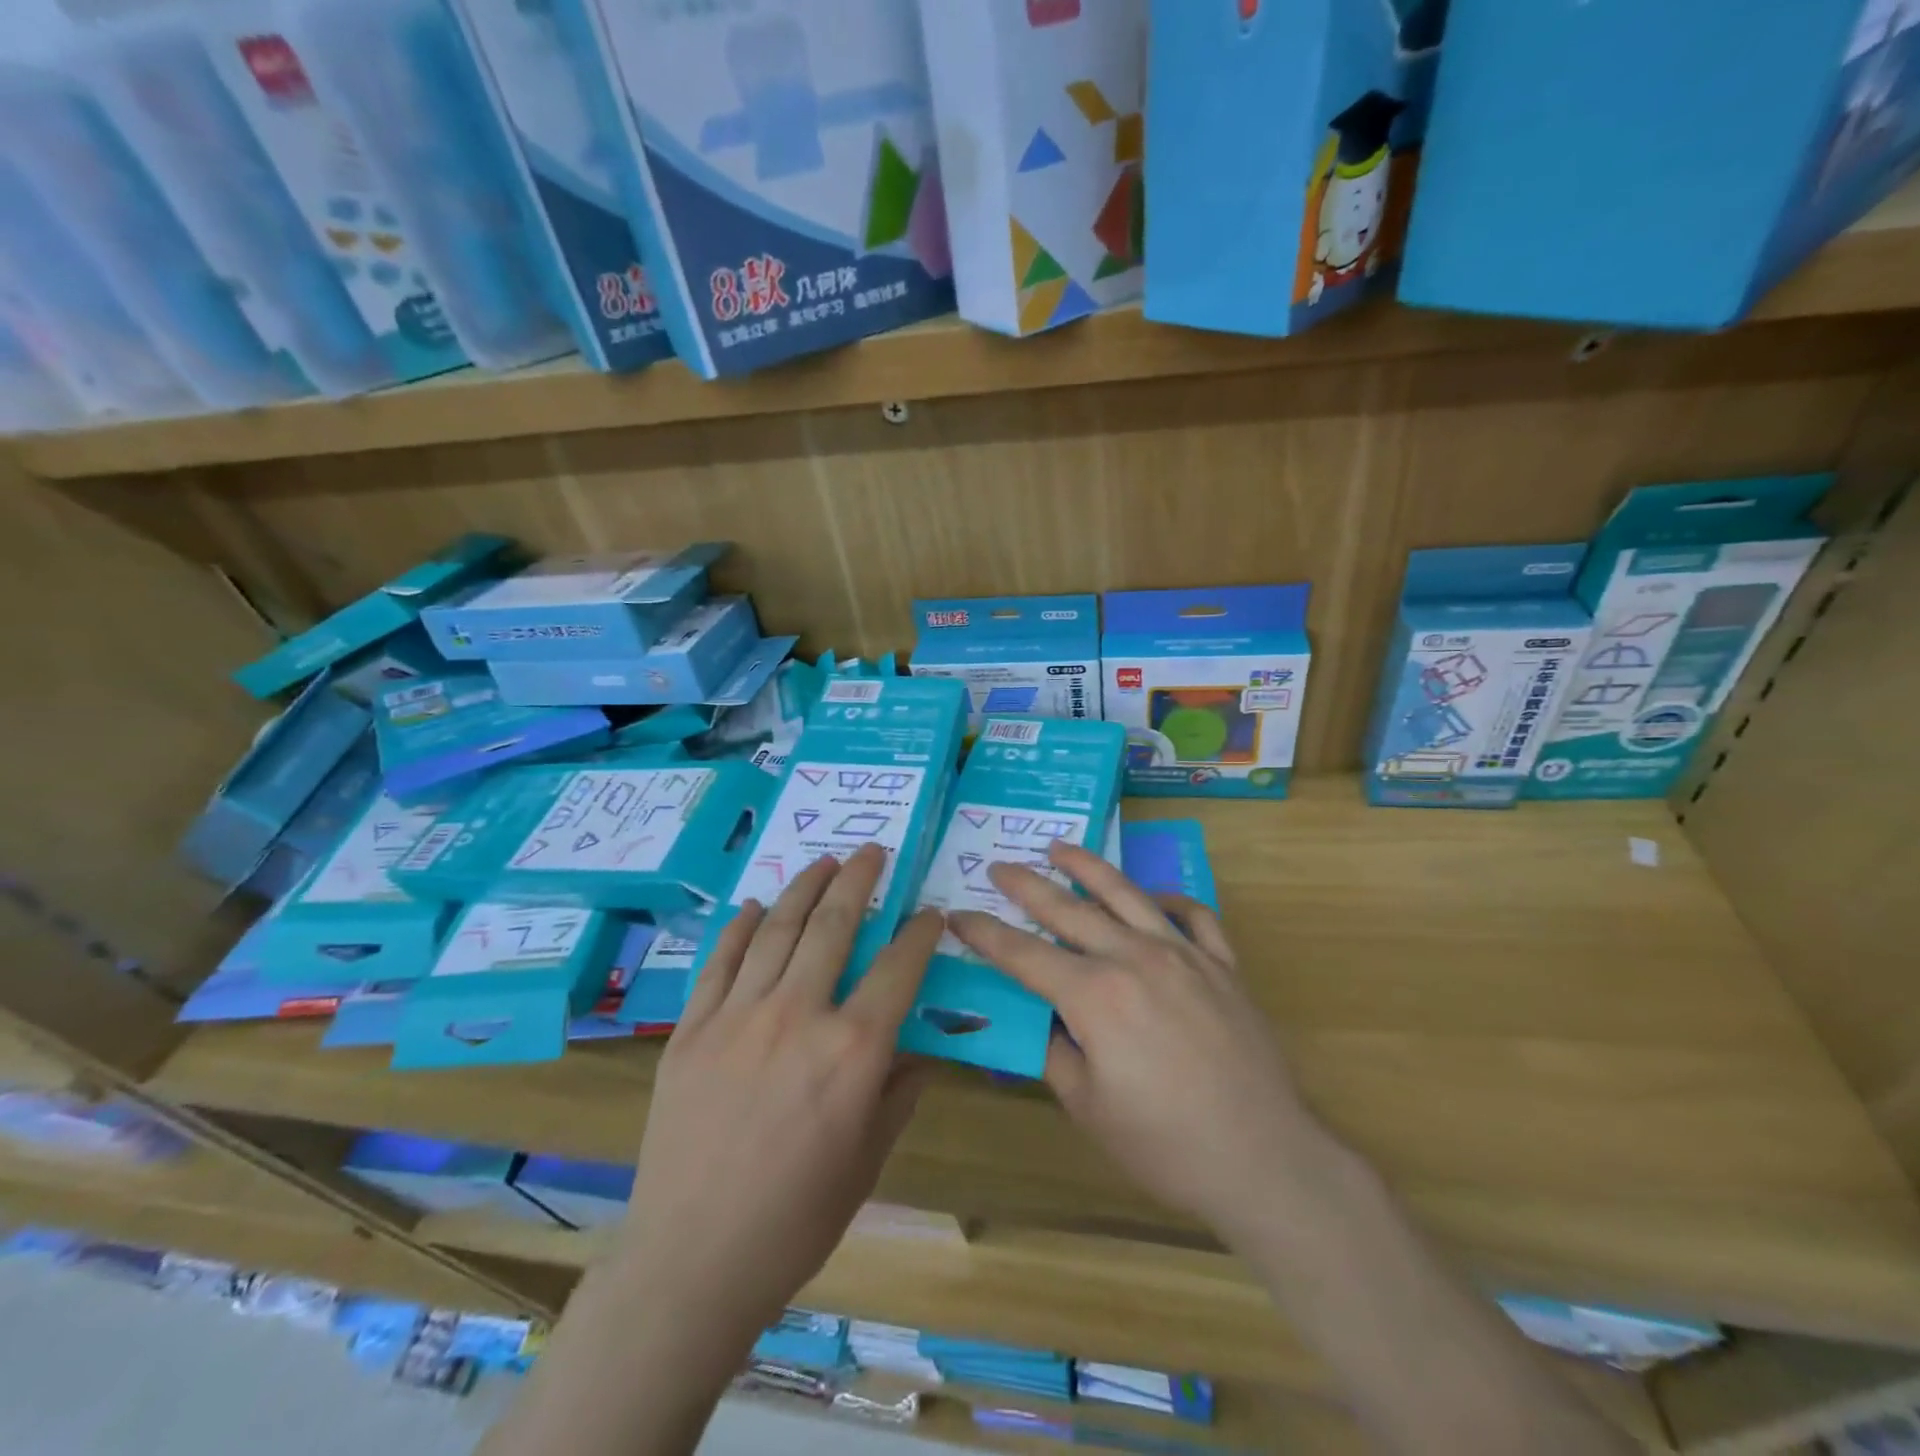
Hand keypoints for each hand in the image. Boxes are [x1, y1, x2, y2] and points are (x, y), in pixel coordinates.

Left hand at [617, 845, 940, 1345]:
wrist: (692, 1263)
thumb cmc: (795, 1220)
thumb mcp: (867, 1159)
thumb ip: (898, 1092)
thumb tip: (920, 1049)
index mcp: (852, 1051)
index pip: (899, 967)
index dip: (920, 932)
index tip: (931, 912)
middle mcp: (797, 1016)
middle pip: (834, 925)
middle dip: (858, 880)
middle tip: (872, 853)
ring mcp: (737, 1016)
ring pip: (777, 930)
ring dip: (804, 888)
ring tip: (823, 862)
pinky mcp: (690, 1029)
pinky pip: (719, 961)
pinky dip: (740, 928)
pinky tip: (756, 906)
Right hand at [950, 843, 1326, 1249]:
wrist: (1265, 1159)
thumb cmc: (1165, 1144)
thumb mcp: (1088, 1107)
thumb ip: (1055, 1052)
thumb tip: (1040, 1019)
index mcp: (1094, 995)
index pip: (1023, 954)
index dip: (985, 933)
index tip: (958, 915)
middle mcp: (1134, 958)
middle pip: (1068, 909)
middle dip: (1026, 886)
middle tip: (999, 867)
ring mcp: (1183, 955)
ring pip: (1126, 895)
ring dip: (1087, 868)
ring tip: (1059, 848)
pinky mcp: (1222, 965)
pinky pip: (1194, 916)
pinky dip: (1169, 899)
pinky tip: (1154, 898)